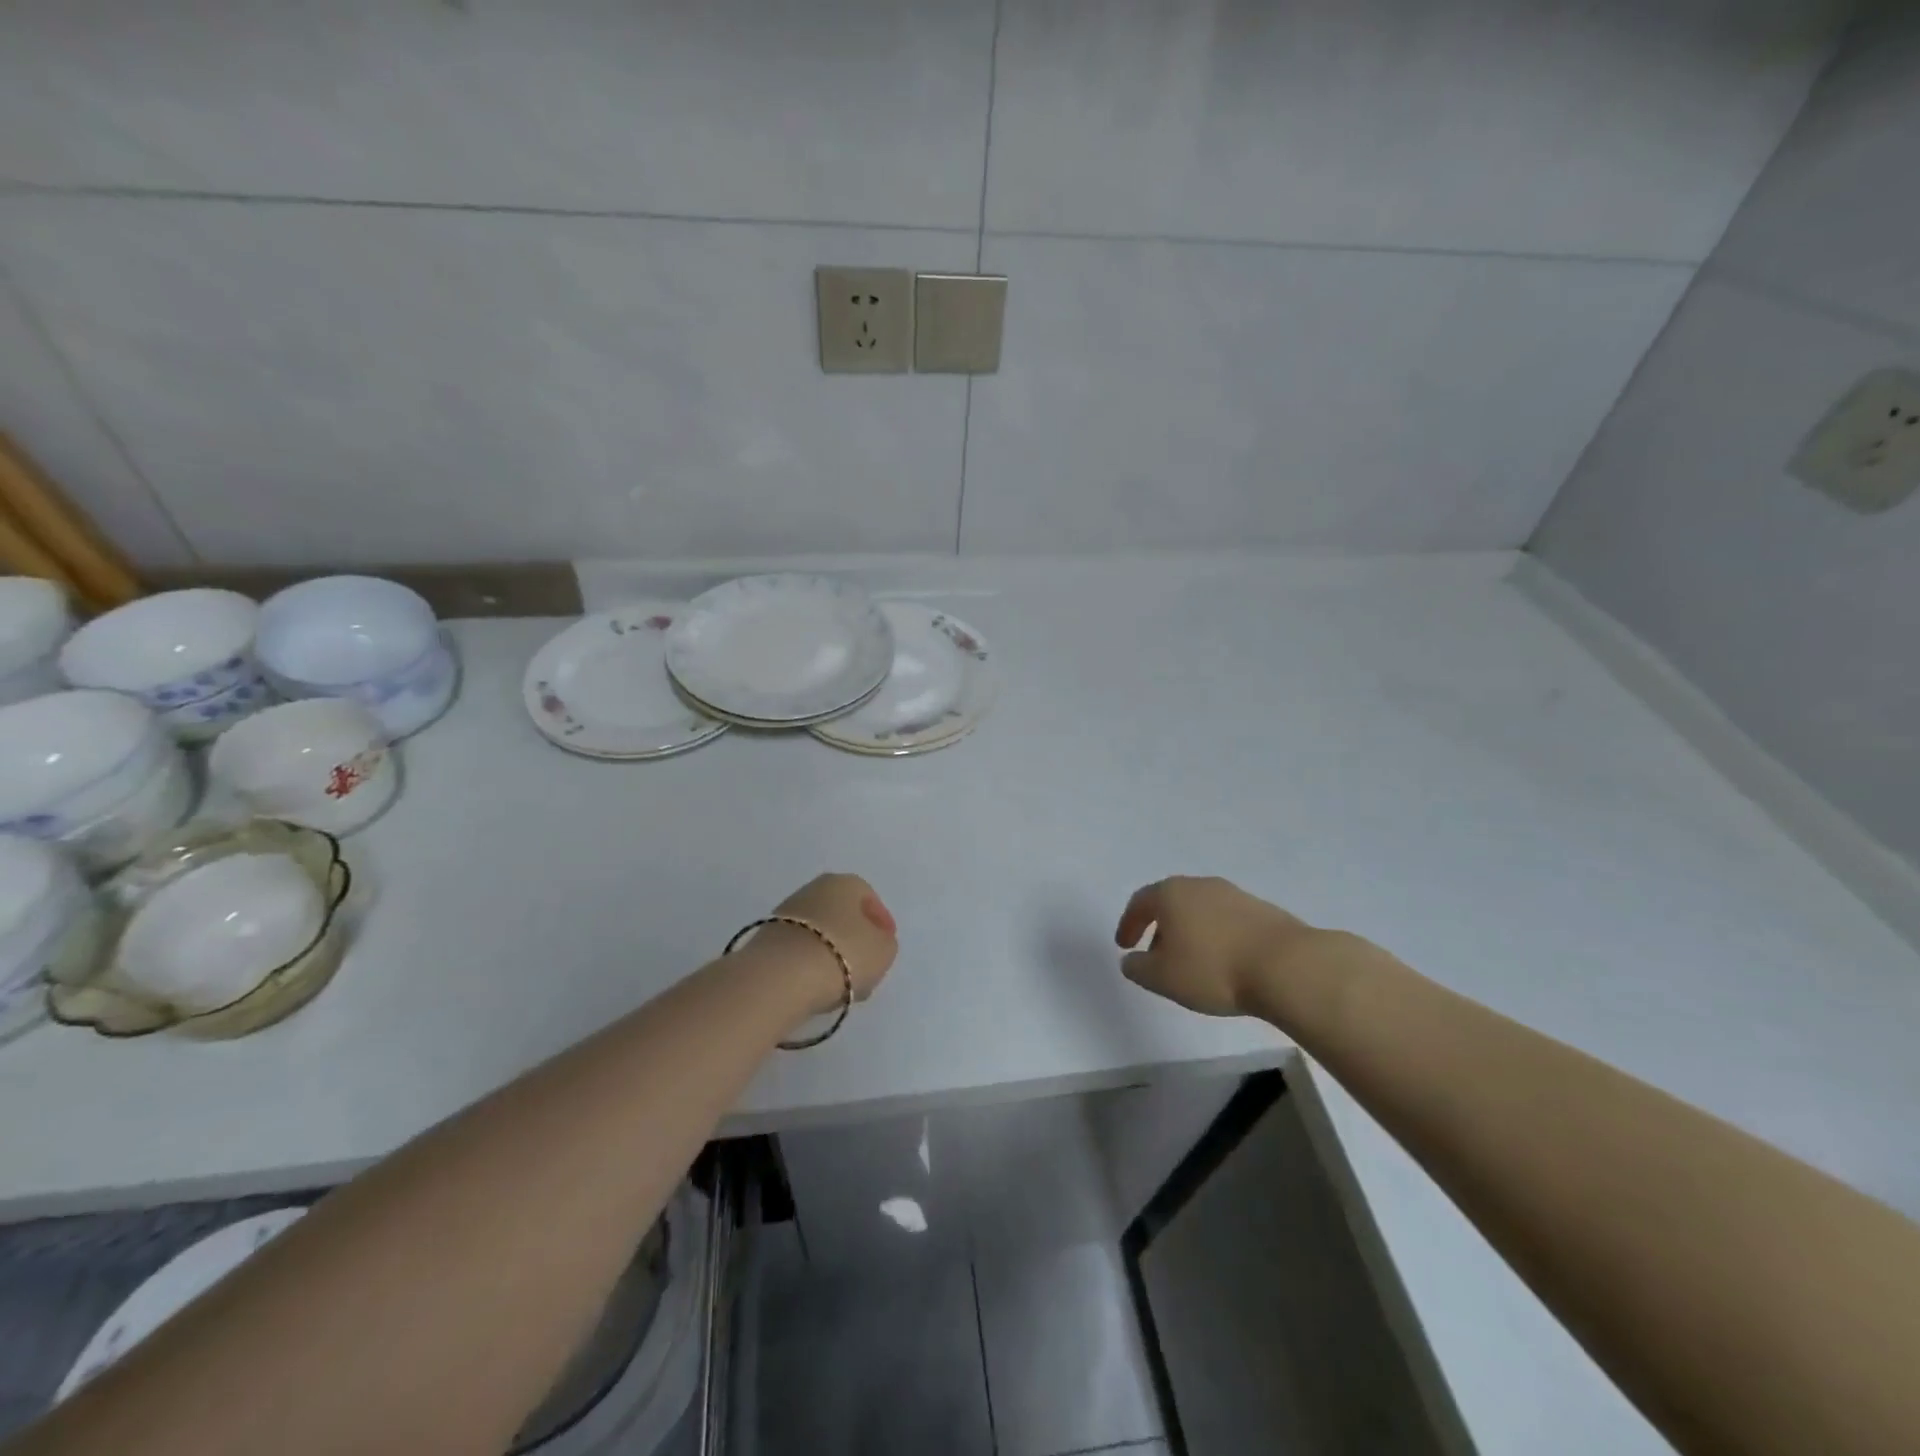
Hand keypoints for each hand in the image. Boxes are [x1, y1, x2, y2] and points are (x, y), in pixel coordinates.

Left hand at [755, 873, 898, 1014]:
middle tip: (866, 966)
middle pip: (841, 914)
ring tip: (843, 985)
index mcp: (843, 882)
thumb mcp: (883, 950)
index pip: (868, 897)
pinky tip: (818, 988)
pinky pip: (799, 951)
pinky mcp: (766, 940)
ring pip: (819, 933)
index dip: (880, 922)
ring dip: (832, 954)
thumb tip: (874, 942)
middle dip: (855, 939)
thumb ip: (885, 942)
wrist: (780, 977)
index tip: (886, 945)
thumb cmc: (842, 954)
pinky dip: (810, 965)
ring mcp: (785, 914)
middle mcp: (812, 889)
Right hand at [1114, 876, 1323, 1017]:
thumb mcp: (1162, 978)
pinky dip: (1216, 936)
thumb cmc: (1213, 969)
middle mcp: (1200, 885)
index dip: (1128, 924)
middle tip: (1155, 954)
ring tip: (1191, 962)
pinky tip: (1223, 962)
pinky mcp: (1263, 910)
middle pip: (1171, 902)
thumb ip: (1138, 968)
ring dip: (1189, 932)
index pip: (1140, 902)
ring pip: (1200, 910)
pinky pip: (1227, 921)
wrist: (1287, 966)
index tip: (1124, 946)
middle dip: (1160, 927)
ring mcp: (1234, 895)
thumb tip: (1131, 960)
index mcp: (1171, 894)